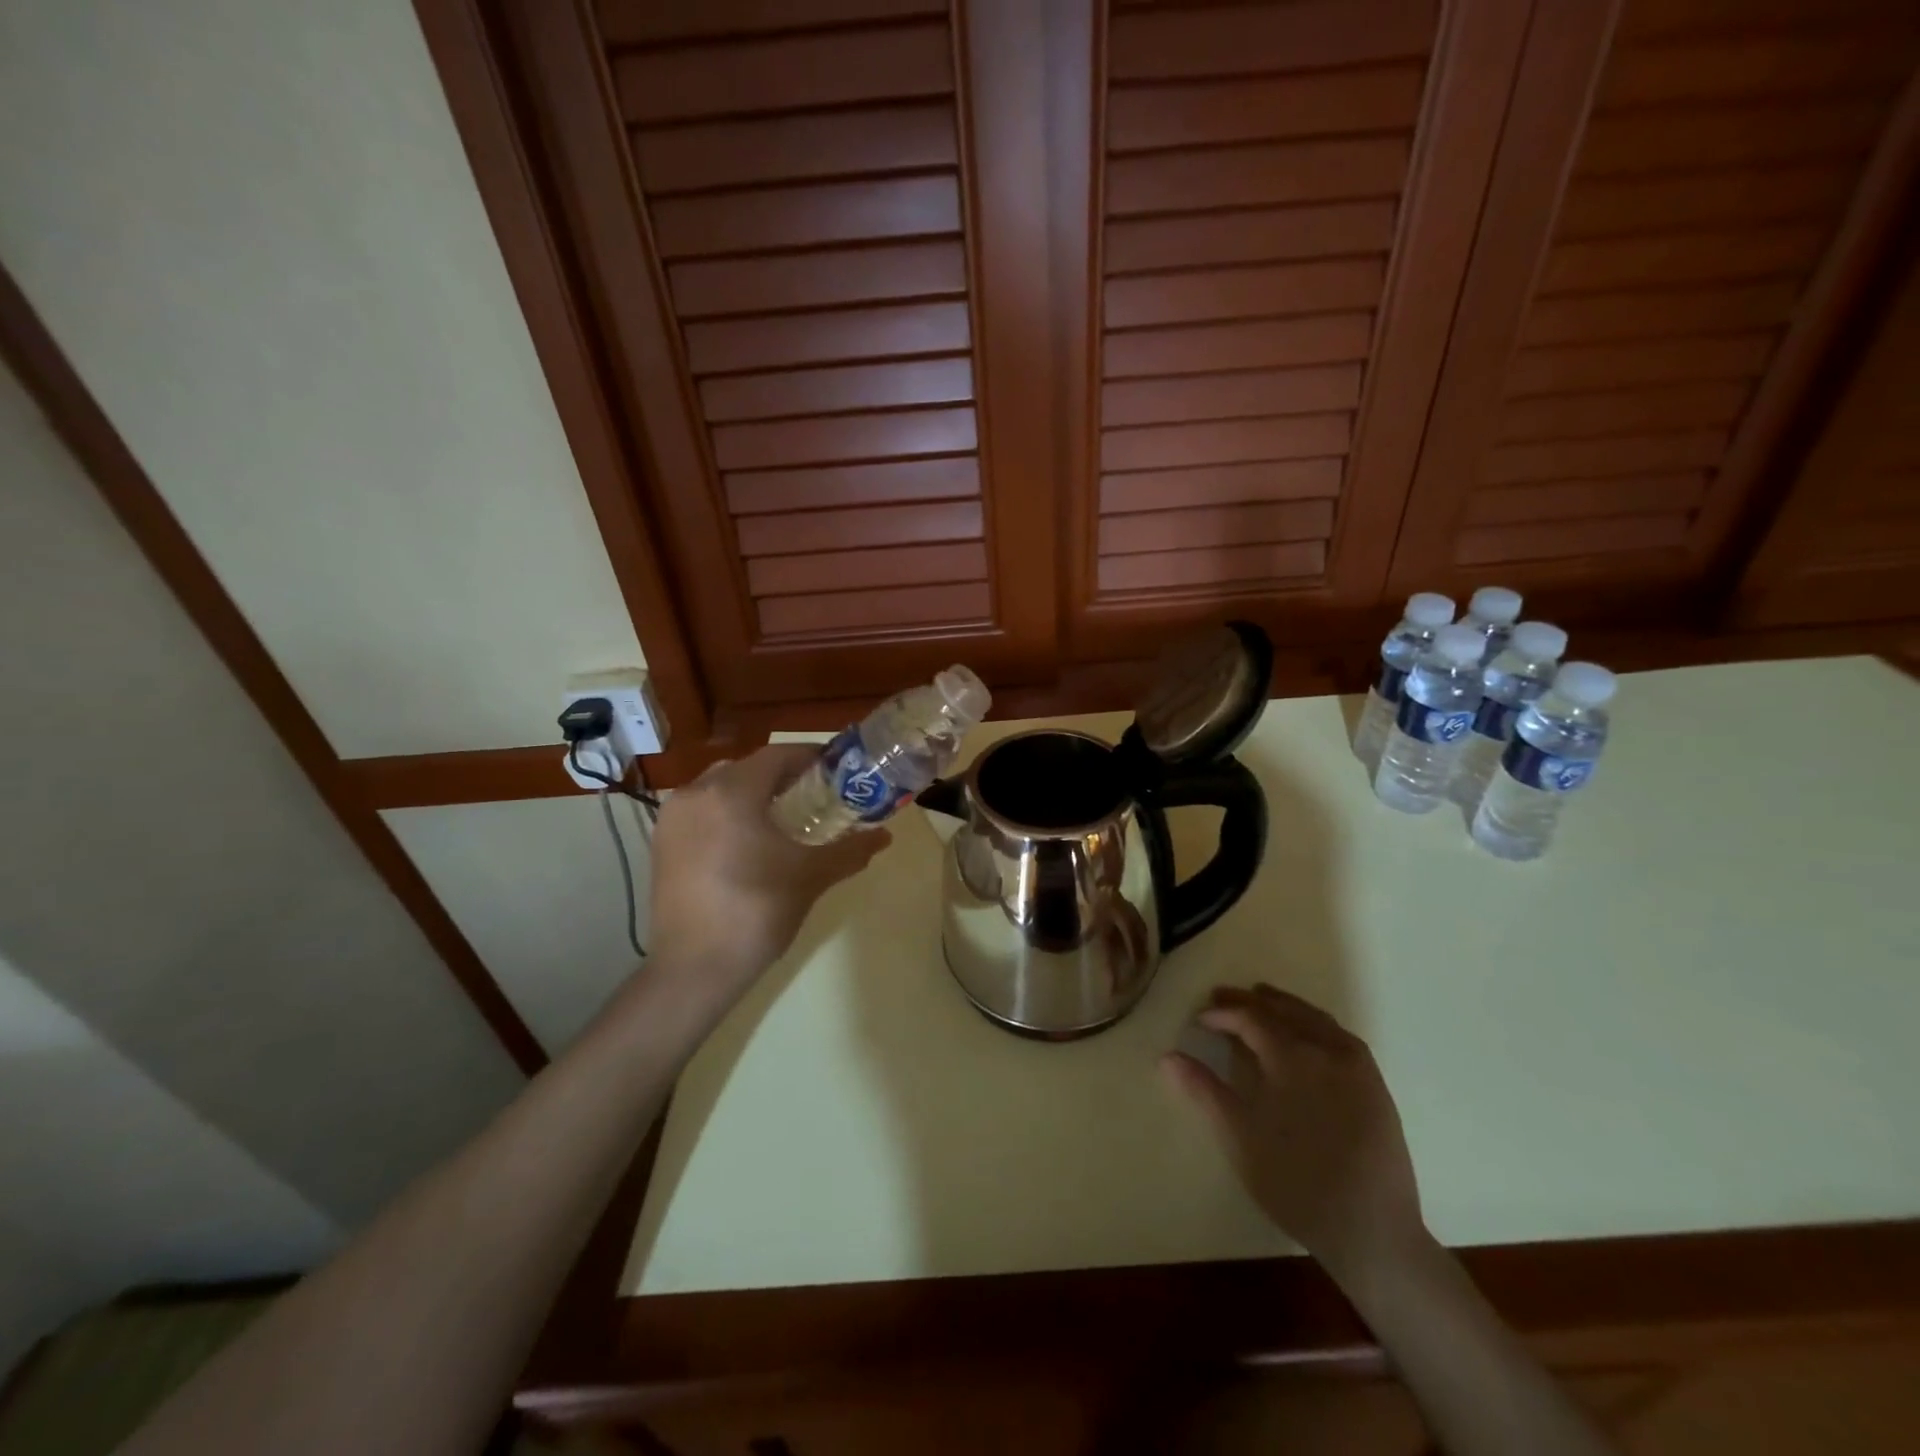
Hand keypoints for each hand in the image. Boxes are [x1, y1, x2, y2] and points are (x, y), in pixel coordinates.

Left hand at [647, 745, 890, 1005]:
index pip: (777, 755)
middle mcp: (695, 793)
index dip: (810, 758)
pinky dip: (726, 813)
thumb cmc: (757, 912)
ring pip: (720, 788)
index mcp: (731, 792)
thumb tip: (884, 836)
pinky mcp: (661, 843)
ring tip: (782, 819)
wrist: (695, 969)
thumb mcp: (810, 877)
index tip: (836, 771)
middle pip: (747, 768)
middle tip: (814, 796)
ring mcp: (672, 818)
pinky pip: (701, 811)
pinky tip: (747, 842)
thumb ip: (849, 850)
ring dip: (752, 794)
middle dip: (781, 777)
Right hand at [1163, 984, 1424, 1279]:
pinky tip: (1305, 1034)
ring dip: (1283, 1006)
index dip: (1223, 1014)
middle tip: (1221, 998)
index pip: (1251, 1018)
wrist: (1373, 1233)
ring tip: (1259, 1003)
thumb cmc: (1296, 1183)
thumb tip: (1167, 1057)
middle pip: (1283, 1010)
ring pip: (1314, 1018)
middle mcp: (1327, 1049)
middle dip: (1249, 1001)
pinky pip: (1339, 1036)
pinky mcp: (1376, 1086)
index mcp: (1293, 1056)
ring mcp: (1357, 1067)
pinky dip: (1313, 1023)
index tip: (1200, 1018)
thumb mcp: (1240, 1138)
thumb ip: (1204, 1090)